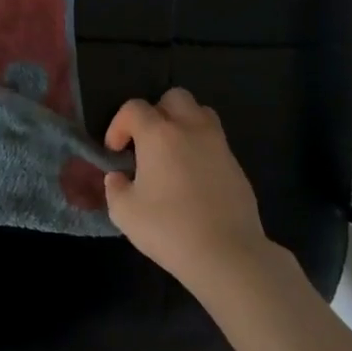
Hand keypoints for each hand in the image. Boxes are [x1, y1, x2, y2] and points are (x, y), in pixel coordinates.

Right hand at [103, 88, 288, 294]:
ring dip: (182, 124)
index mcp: (159, 134)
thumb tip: (119, 177)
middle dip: (155, 113)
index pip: (134, 108)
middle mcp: (191, 129)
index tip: (114, 151)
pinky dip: (200, 148)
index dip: (118, 125)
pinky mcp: (236, 165)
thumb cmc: (169, 229)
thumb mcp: (125, 212)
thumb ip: (115, 188)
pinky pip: (215, 141)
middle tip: (146, 143)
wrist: (227, 253)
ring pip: (200, 113)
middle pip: (174, 97)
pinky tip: (192, 178)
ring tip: (171, 153)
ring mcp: (219, 145)